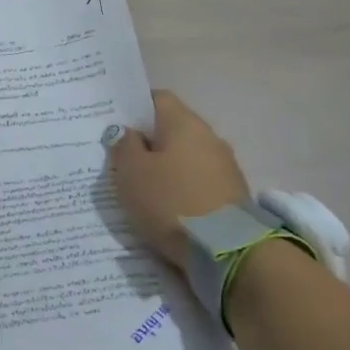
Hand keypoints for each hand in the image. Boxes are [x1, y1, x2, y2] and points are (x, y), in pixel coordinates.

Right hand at [107, 90, 250, 266]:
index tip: (116, 126)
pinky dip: (183, 190)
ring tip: (144, 189)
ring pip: (187, 158)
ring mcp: (226, 167)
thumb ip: (124, 147)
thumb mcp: (131, 173)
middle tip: (123, 161)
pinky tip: (169, 208)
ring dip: (168, 169)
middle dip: (150, 143)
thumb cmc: (171, 201)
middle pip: (173, 129)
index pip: (157, 99)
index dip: (135, 108)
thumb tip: (126, 132)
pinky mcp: (233, 195)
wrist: (228, 251)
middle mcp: (209, 136)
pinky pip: (199, 183)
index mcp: (184, 122)